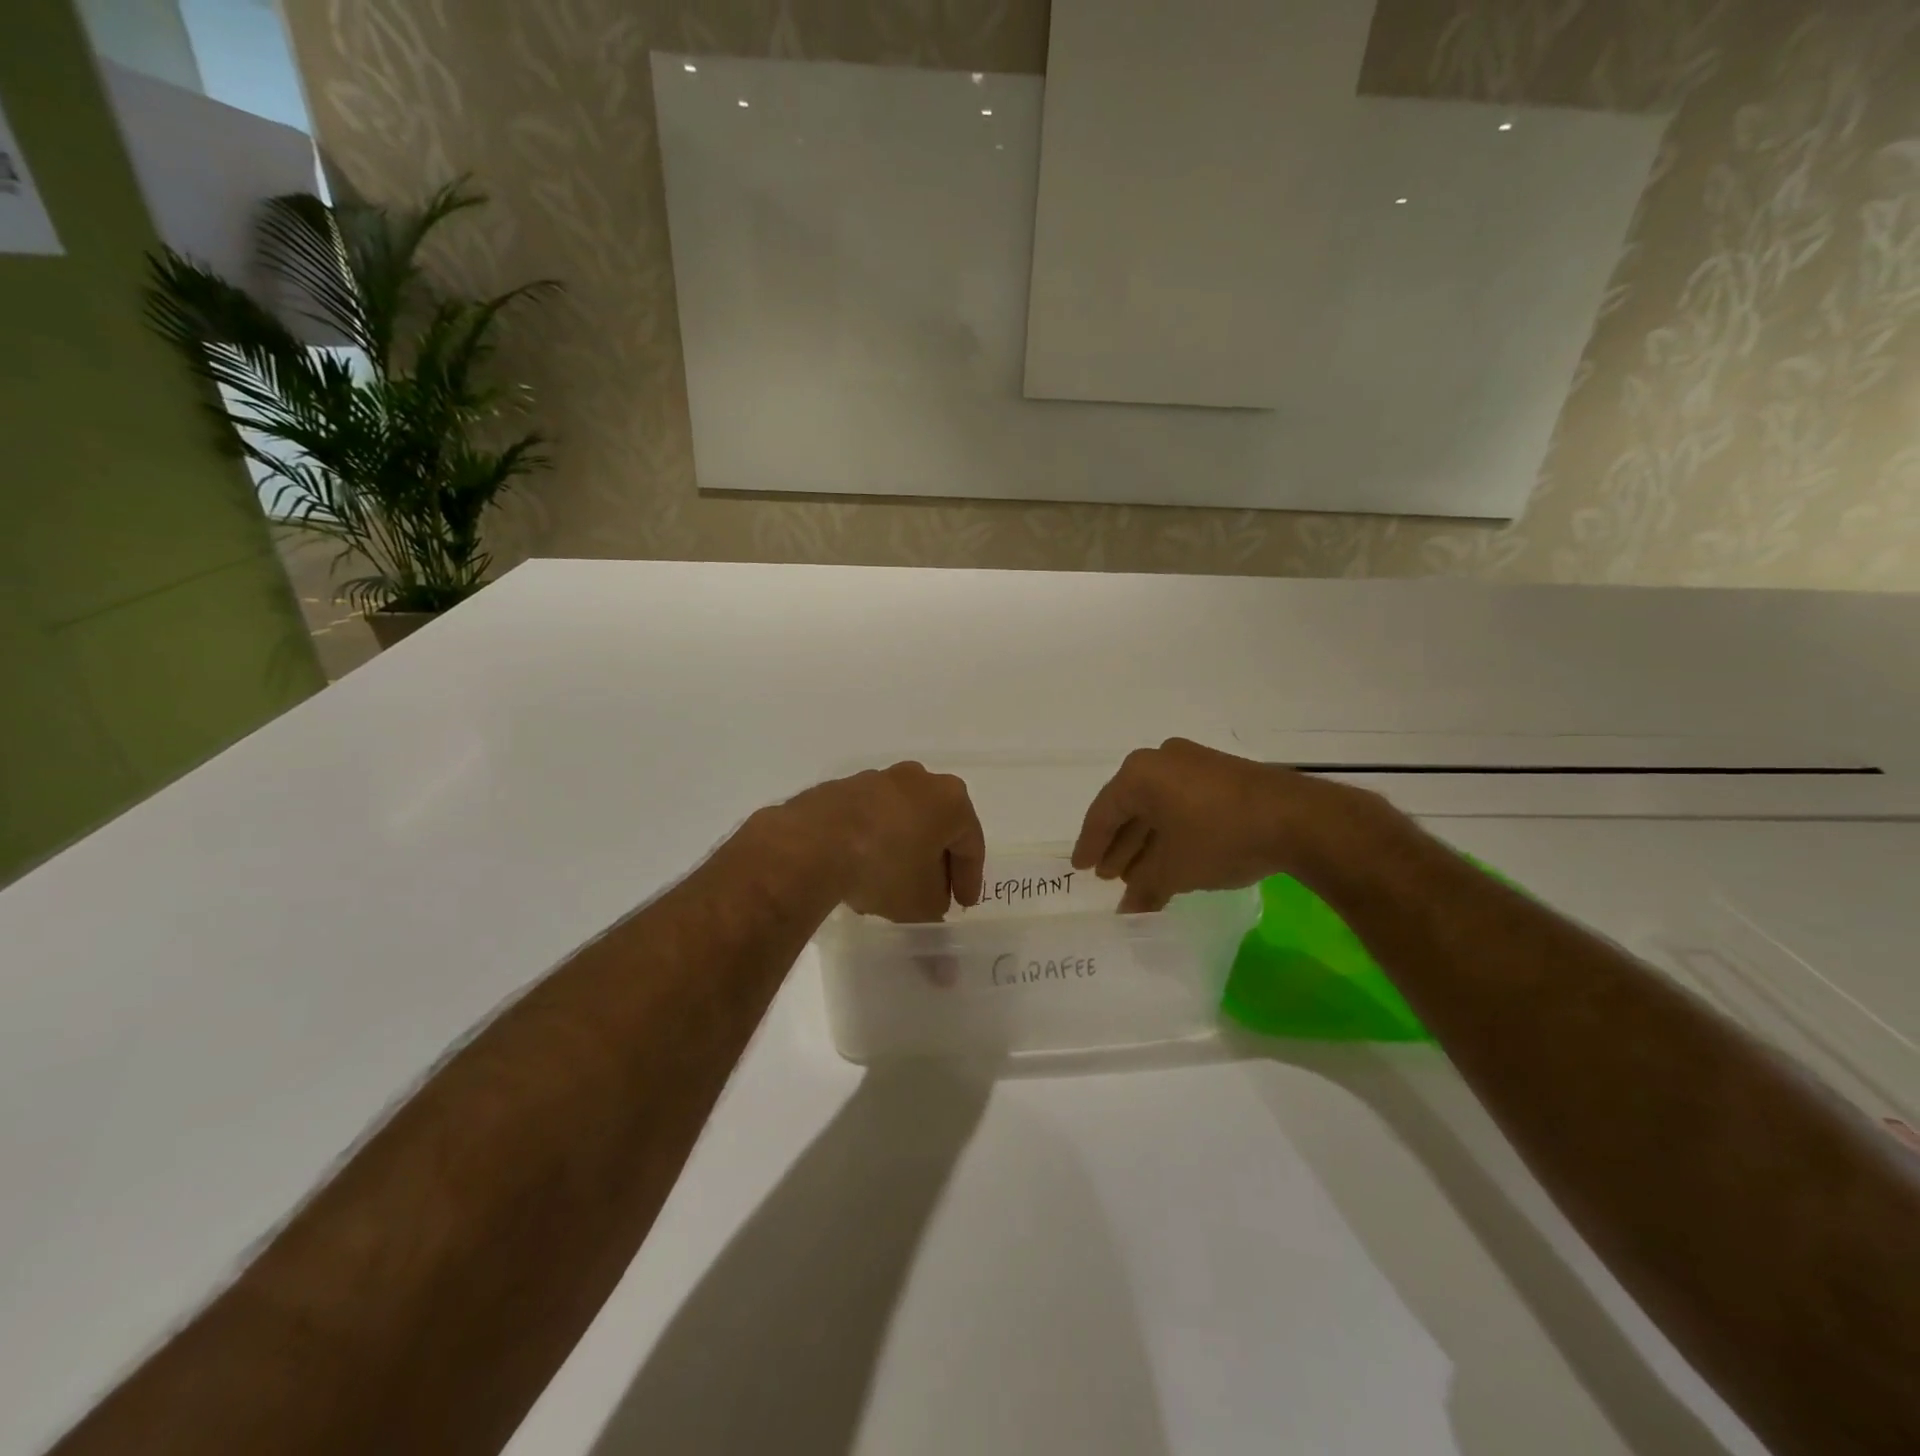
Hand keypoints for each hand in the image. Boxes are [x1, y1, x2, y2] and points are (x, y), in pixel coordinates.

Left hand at [775, 762, 985, 922]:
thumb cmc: (885, 868)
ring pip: (902, 820)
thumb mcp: (919, 905)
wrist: (812, 843)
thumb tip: (941, 949)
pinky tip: (861, 872)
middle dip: (936, 862)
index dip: (969, 879)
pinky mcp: (842, 788)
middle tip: (932, 895)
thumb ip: (935, 918)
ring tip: (892, 887)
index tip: (962, 905)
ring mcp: (878, 780)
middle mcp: (918, 780)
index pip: (970, 844)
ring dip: (903, 851)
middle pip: (937, 826)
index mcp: (950, 800)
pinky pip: (870, 819)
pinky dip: (873, 842)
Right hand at [1072, 738, 1369, 911]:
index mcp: (1140, 773)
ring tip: (1139, 876)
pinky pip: (1183, 804)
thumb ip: (1144, 889)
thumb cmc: (1218, 838)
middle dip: (1121, 846)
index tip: (1081, 868)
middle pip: (1130, 808)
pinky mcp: (1223, 775)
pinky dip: (1173, 833)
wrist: (1297, 820)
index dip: (1091, 844)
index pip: (1103, 812)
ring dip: (1147, 843)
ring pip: (1159, 807)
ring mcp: (1195, 764)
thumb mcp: (1174, 870)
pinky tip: (1173, 860)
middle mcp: (1162, 760)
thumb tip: (1127, 911)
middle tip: (1109, 876)